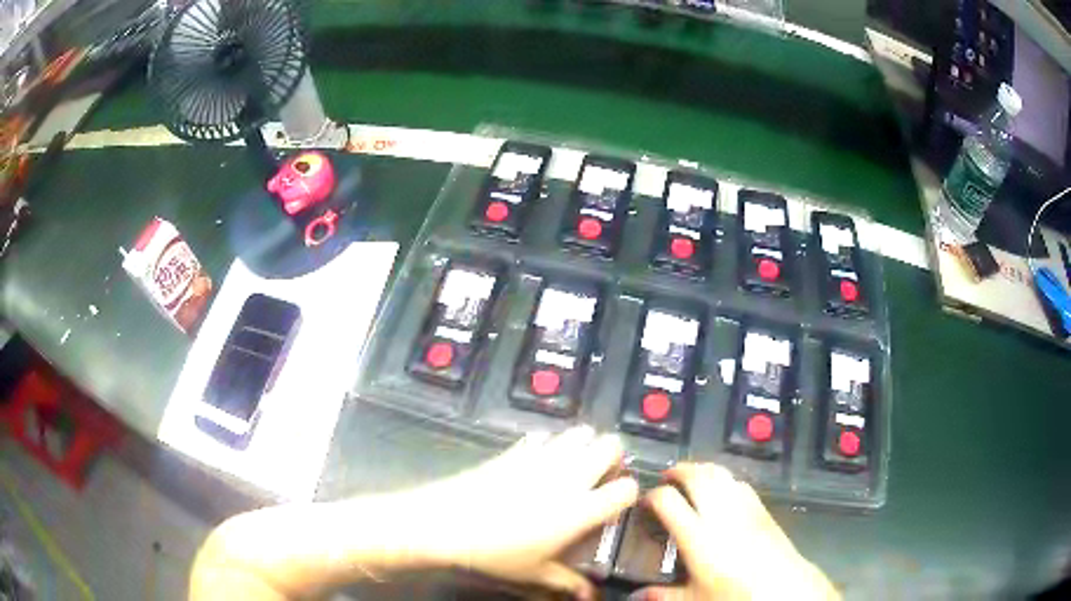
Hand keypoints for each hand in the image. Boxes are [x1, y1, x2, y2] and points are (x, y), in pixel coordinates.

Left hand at [403, 425, 638, 598]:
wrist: (447, 522)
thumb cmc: (496, 552)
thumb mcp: (534, 572)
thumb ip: (567, 582)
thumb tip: (589, 595)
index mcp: (581, 509)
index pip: (626, 488)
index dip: (627, 492)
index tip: (617, 502)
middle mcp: (570, 477)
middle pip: (611, 445)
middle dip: (613, 457)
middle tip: (600, 477)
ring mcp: (543, 458)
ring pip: (581, 432)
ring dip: (584, 445)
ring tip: (573, 465)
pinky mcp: (517, 449)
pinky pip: (545, 436)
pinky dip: (551, 444)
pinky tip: (538, 462)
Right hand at [635, 463, 838, 600]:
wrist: (784, 588)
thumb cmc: (735, 596)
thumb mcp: (694, 600)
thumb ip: (661, 595)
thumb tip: (635, 595)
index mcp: (698, 536)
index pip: (667, 501)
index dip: (652, 496)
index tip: (644, 502)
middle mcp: (720, 513)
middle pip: (697, 475)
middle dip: (678, 470)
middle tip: (666, 477)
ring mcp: (744, 507)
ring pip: (720, 473)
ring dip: (702, 469)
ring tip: (691, 477)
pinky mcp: (762, 508)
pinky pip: (740, 482)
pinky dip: (725, 478)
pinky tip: (722, 490)